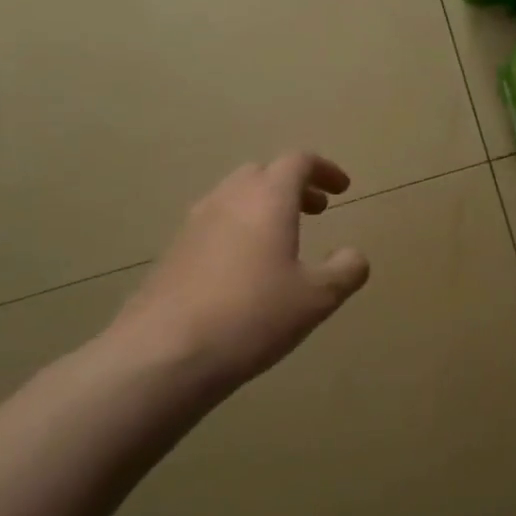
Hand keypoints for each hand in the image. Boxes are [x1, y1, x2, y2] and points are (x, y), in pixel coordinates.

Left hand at [106, 153, 370, 398]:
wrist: (163, 354)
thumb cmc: (252, 315)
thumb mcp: (317, 298)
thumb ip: (345, 270)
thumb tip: (353, 255)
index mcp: (267, 199)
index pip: (298, 162)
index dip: (324, 169)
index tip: (342, 189)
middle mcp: (228, 200)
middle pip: (262, 173)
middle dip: (293, 186)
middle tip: (316, 210)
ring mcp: (193, 225)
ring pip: (233, 197)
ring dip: (263, 207)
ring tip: (282, 239)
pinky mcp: (172, 253)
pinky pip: (213, 225)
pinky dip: (238, 230)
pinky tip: (245, 270)